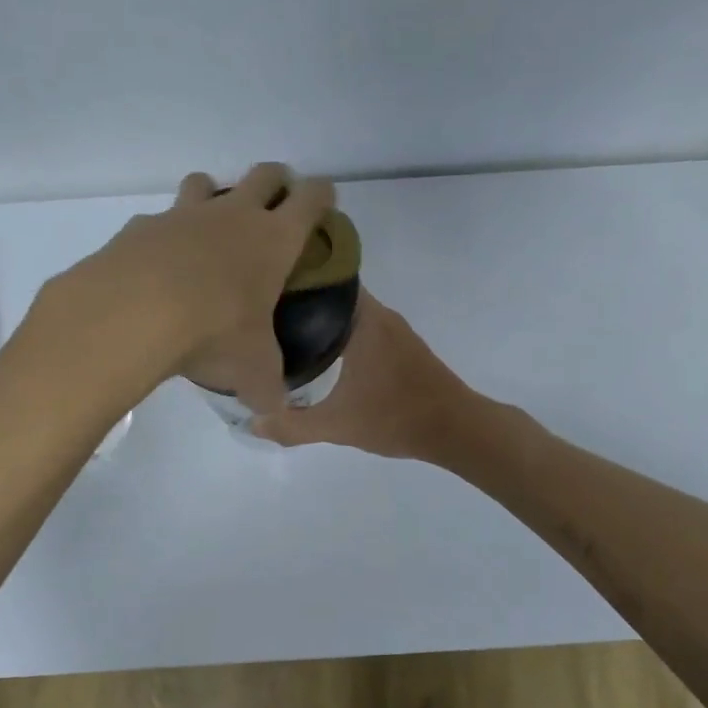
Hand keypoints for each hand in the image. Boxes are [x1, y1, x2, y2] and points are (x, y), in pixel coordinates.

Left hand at [38, 163, 334, 413]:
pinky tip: (158, 267)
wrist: (134, 313)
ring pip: (206, 182)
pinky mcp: (141, 226)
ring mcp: (184, 215)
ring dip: (214, 196)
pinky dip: (164, 235)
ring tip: (211, 229)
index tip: (324, 203)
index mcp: (274, 239)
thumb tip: (273, 411)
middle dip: (276, 182)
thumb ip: (266, 387)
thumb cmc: (214, 331)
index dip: (322, 195)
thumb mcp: (252, 368)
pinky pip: (159, 220)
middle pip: (265, 174)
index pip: (312, 198)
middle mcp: (233, 215)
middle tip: (275, 205)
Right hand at [251, 291, 475, 458]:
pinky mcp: (402, 345)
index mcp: (364, 320)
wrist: (455, 429)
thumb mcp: (337, 425)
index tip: (263, 287)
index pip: (324, 278)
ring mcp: (394, 329)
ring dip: (321, 317)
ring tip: (283, 331)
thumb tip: (252, 422)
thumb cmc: (396, 417)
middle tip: (263, 313)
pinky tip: (321, 352)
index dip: (293, 279)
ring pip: (348, 311)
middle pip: (333, 293)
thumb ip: (292, 425)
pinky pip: (362, 325)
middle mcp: (379, 314)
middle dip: (301, 299)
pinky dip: (340, 331)